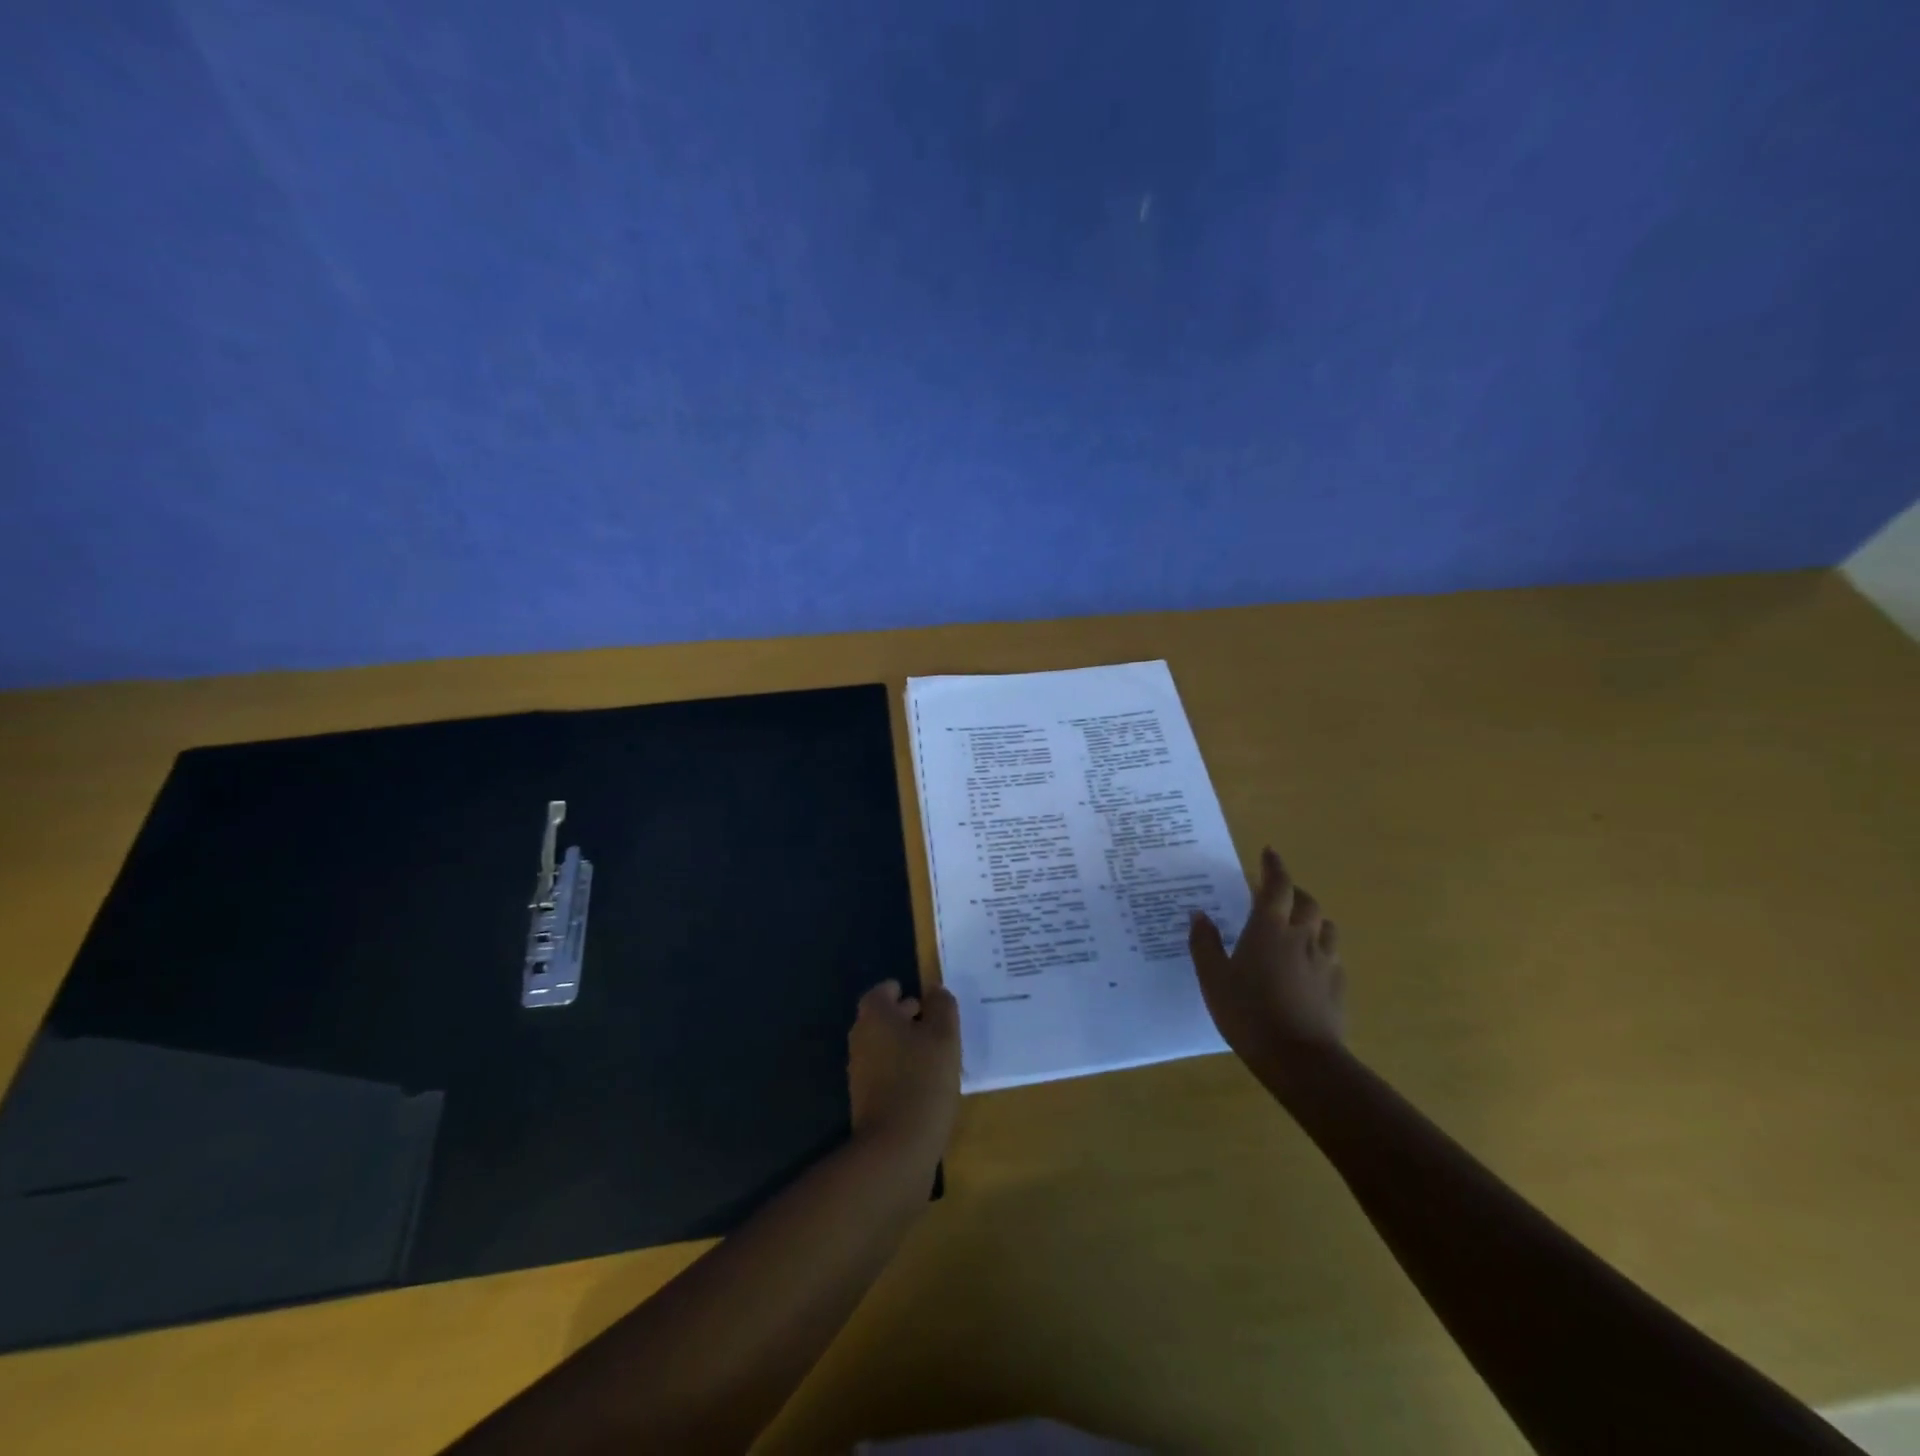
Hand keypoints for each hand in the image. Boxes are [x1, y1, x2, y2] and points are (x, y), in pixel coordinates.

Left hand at [848, 979, 961, 1167]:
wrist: (895, 1149)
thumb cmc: (922, 1081)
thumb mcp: (944, 1037)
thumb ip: (942, 1007)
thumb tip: (935, 990)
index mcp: (875, 1017)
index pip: (881, 992)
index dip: (900, 991)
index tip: (923, 998)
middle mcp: (861, 1039)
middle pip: (881, 1018)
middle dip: (905, 1016)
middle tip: (934, 1022)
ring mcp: (860, 1071)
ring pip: (883, 1045)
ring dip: (905, 1044)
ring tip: (936, 1053)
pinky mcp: (865, 1099)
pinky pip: (884, 1071)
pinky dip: (901, 1068)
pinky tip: (925, 1082)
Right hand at [1189, 848, 1346, 1082]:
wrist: (1299, 1059)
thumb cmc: (1248, 1012)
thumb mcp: (1213, 978)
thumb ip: (1205, 944)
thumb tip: (1200, 914)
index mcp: (1269, 929)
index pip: (1276, 885)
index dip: (1273, 866)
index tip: (1268, 852)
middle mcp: (1302, 937)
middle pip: (1307, 902)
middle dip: (1293, 891)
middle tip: (1277, 893)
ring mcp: (1325, 962)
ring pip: (1326, 927)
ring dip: (1312, 918)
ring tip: (1297, 925)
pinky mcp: (1337, 987)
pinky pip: (1332, 956)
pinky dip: (1320, 949)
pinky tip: (1309, 964)